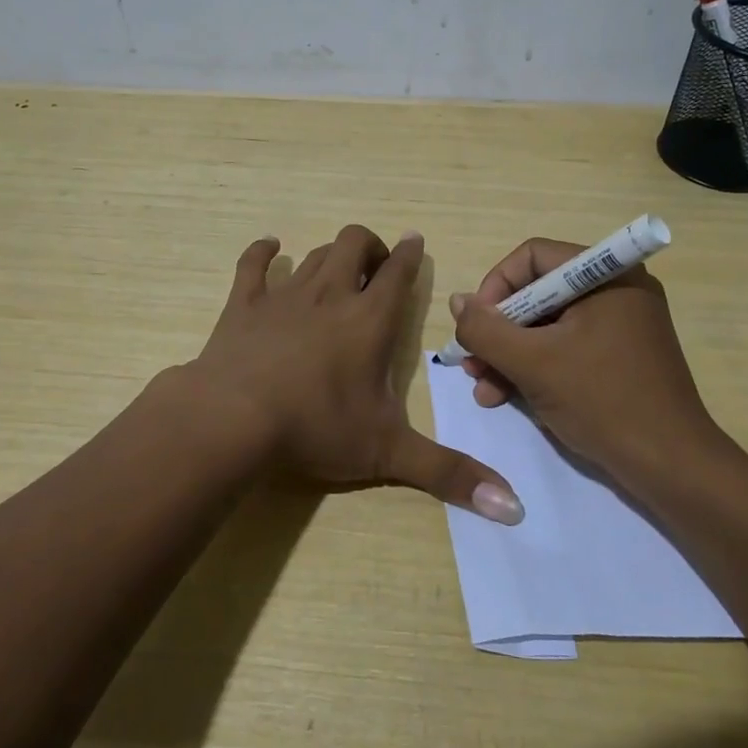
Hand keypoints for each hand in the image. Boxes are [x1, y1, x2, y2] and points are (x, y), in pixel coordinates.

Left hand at [187, 225, 524, 523]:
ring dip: (330, 255)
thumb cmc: (316, 428)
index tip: (415, 241)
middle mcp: (331, 294)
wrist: (233, 419)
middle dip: (371, 247)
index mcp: (370, 320)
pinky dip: (263, 252)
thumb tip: (514, 507)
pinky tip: (271, 248)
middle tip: (376, 270)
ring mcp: (285, 294)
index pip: (398, 272)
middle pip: (354, 244)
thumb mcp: (388, 453)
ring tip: (337, 271)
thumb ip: (449, 474)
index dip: (410, 254)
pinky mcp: (245, 303)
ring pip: (314, 253)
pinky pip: (253, 264)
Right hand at [449, 237, 721, 482]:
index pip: (532, 257)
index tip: (475, 327)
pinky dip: (535, 367)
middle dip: (498, 330)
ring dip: (510, 354)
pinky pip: (565, 347)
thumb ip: (486, 329)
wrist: (671, 468)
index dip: (495, 287)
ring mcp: (619, 325)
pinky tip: (505, 397)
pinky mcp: (619, 356)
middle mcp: (615, 290)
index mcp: (606, 275)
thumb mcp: (533, 363)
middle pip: (537, 293)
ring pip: (546, 325)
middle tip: (471, 363)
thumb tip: (457, 301)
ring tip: (483, 389)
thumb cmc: (603, 402)